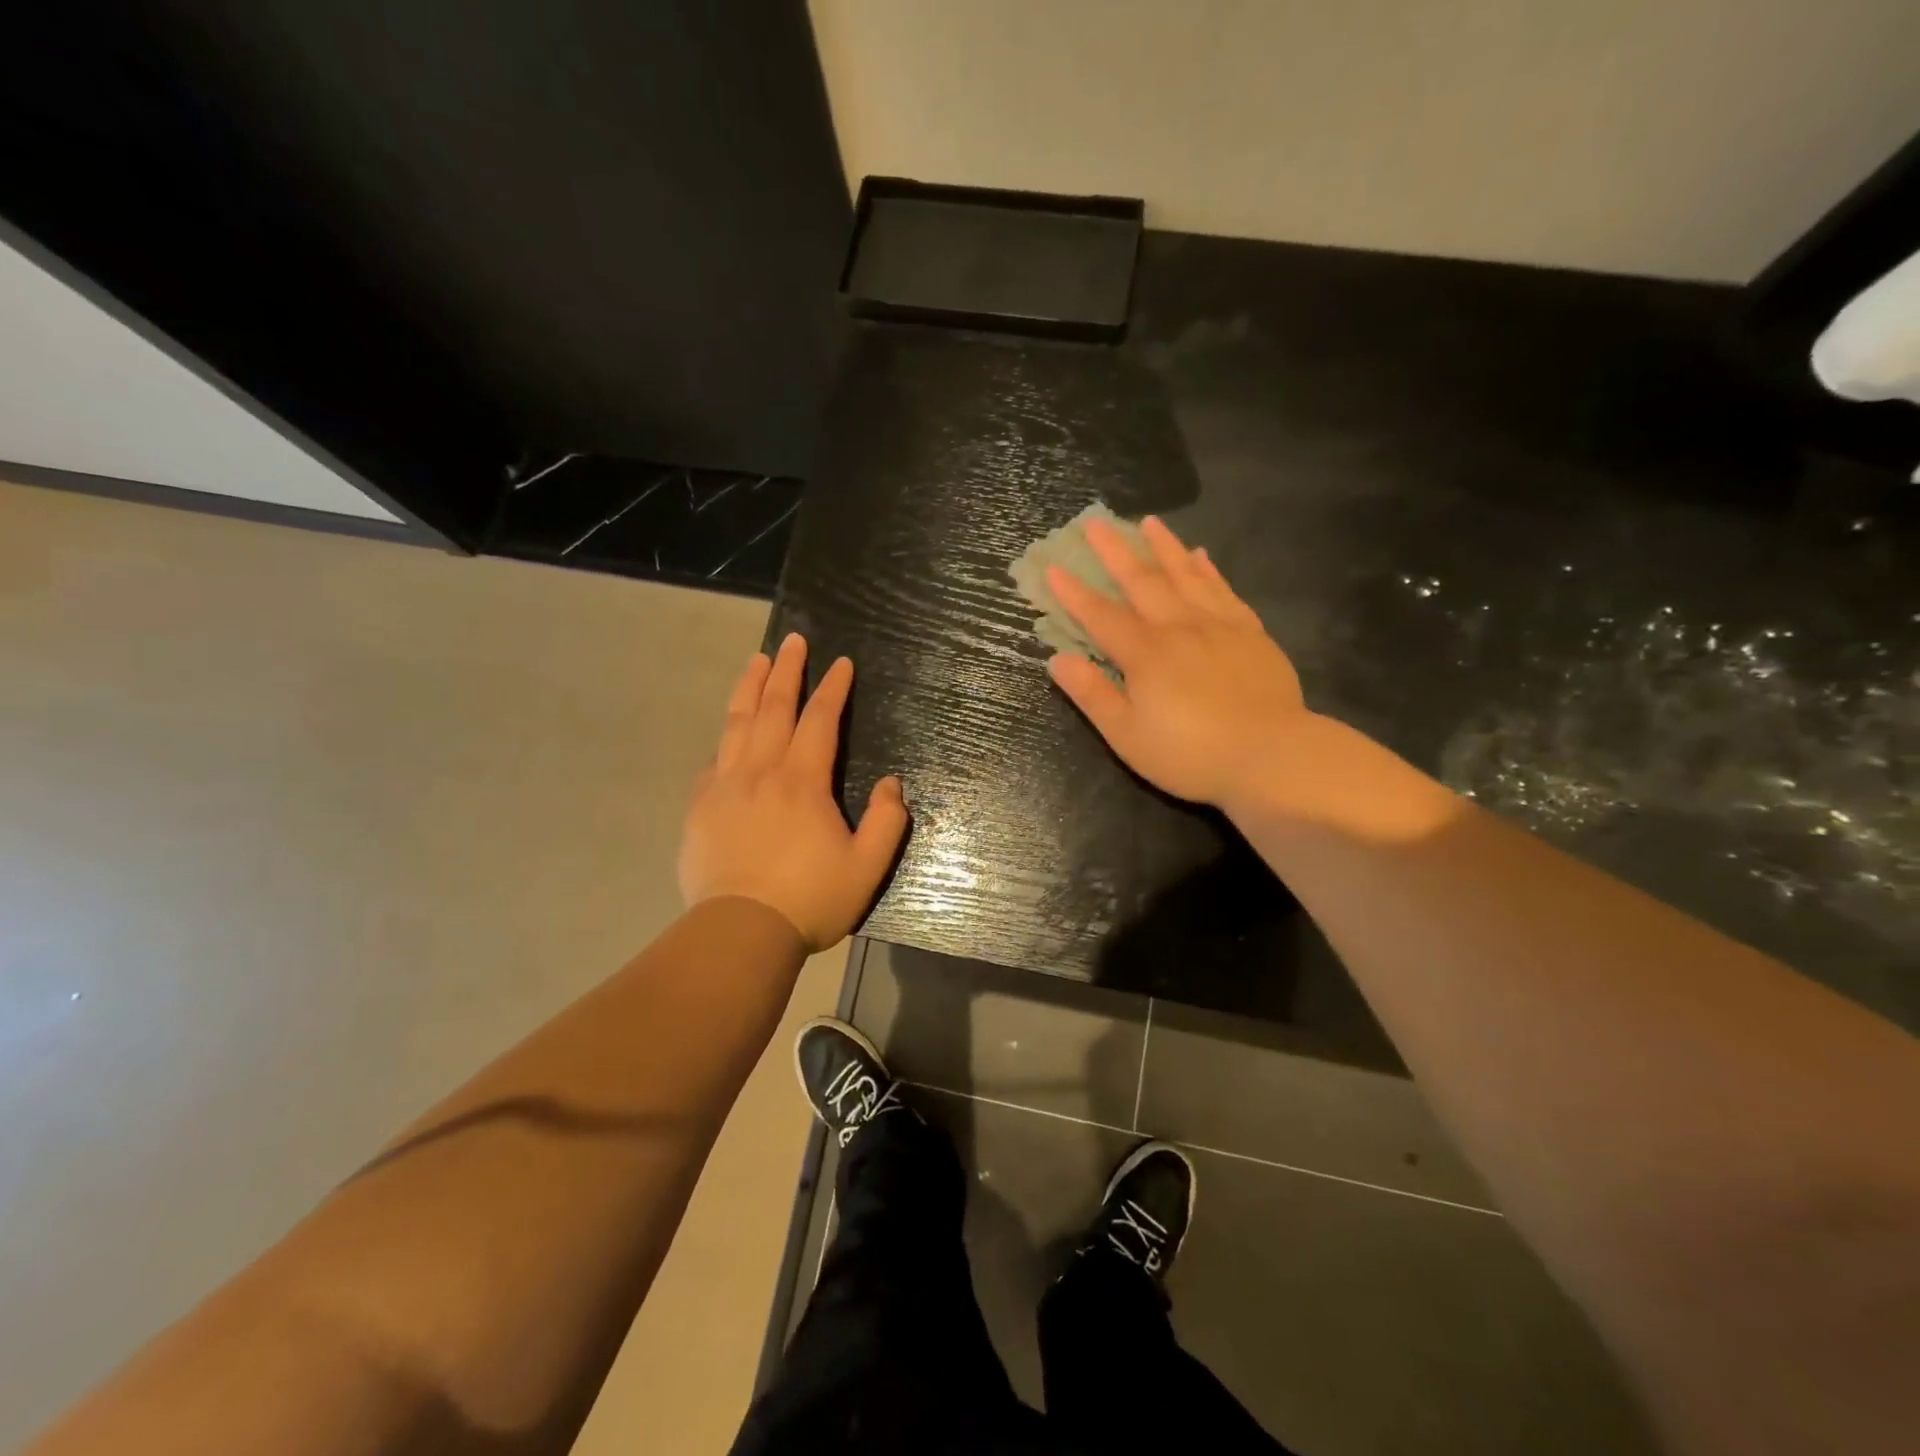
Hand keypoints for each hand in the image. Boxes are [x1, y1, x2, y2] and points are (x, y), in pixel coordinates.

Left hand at [679, 633, 907, 950]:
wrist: (740, 932)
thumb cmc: (810, 900)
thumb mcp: (867, 867)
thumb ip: (887, 821)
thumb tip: (892, 784)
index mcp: (802, 782)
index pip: (820, 720)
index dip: (832, 689)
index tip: (840, 663)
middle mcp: (761, 771)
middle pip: (773, 708)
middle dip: (787, 671)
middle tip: (794, 641)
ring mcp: (725, 786)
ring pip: (737, 723)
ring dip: (749, 687)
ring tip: (757, 661)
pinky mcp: (701, 807)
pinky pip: (715, 759)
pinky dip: (726, 736)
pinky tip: (730, 730)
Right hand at [1046, 515, 1310, 808]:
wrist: (1270, 755)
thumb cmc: (1189, 754)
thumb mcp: (1126, 735)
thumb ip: (1092, 694)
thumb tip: (1057, 659)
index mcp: (1145, 654)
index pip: (1101, 616)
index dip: (1075, 593)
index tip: (1053, 566)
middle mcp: (1179, 628)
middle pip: (1142, 581)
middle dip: (1115, 551)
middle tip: (1096, 522)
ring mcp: (1218, 626)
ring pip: (1186, 575)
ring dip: (1163, 547)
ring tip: (1147, 522)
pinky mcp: (1250, 633)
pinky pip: (1224, 590)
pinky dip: (1208, 570)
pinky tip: (1201, 555)